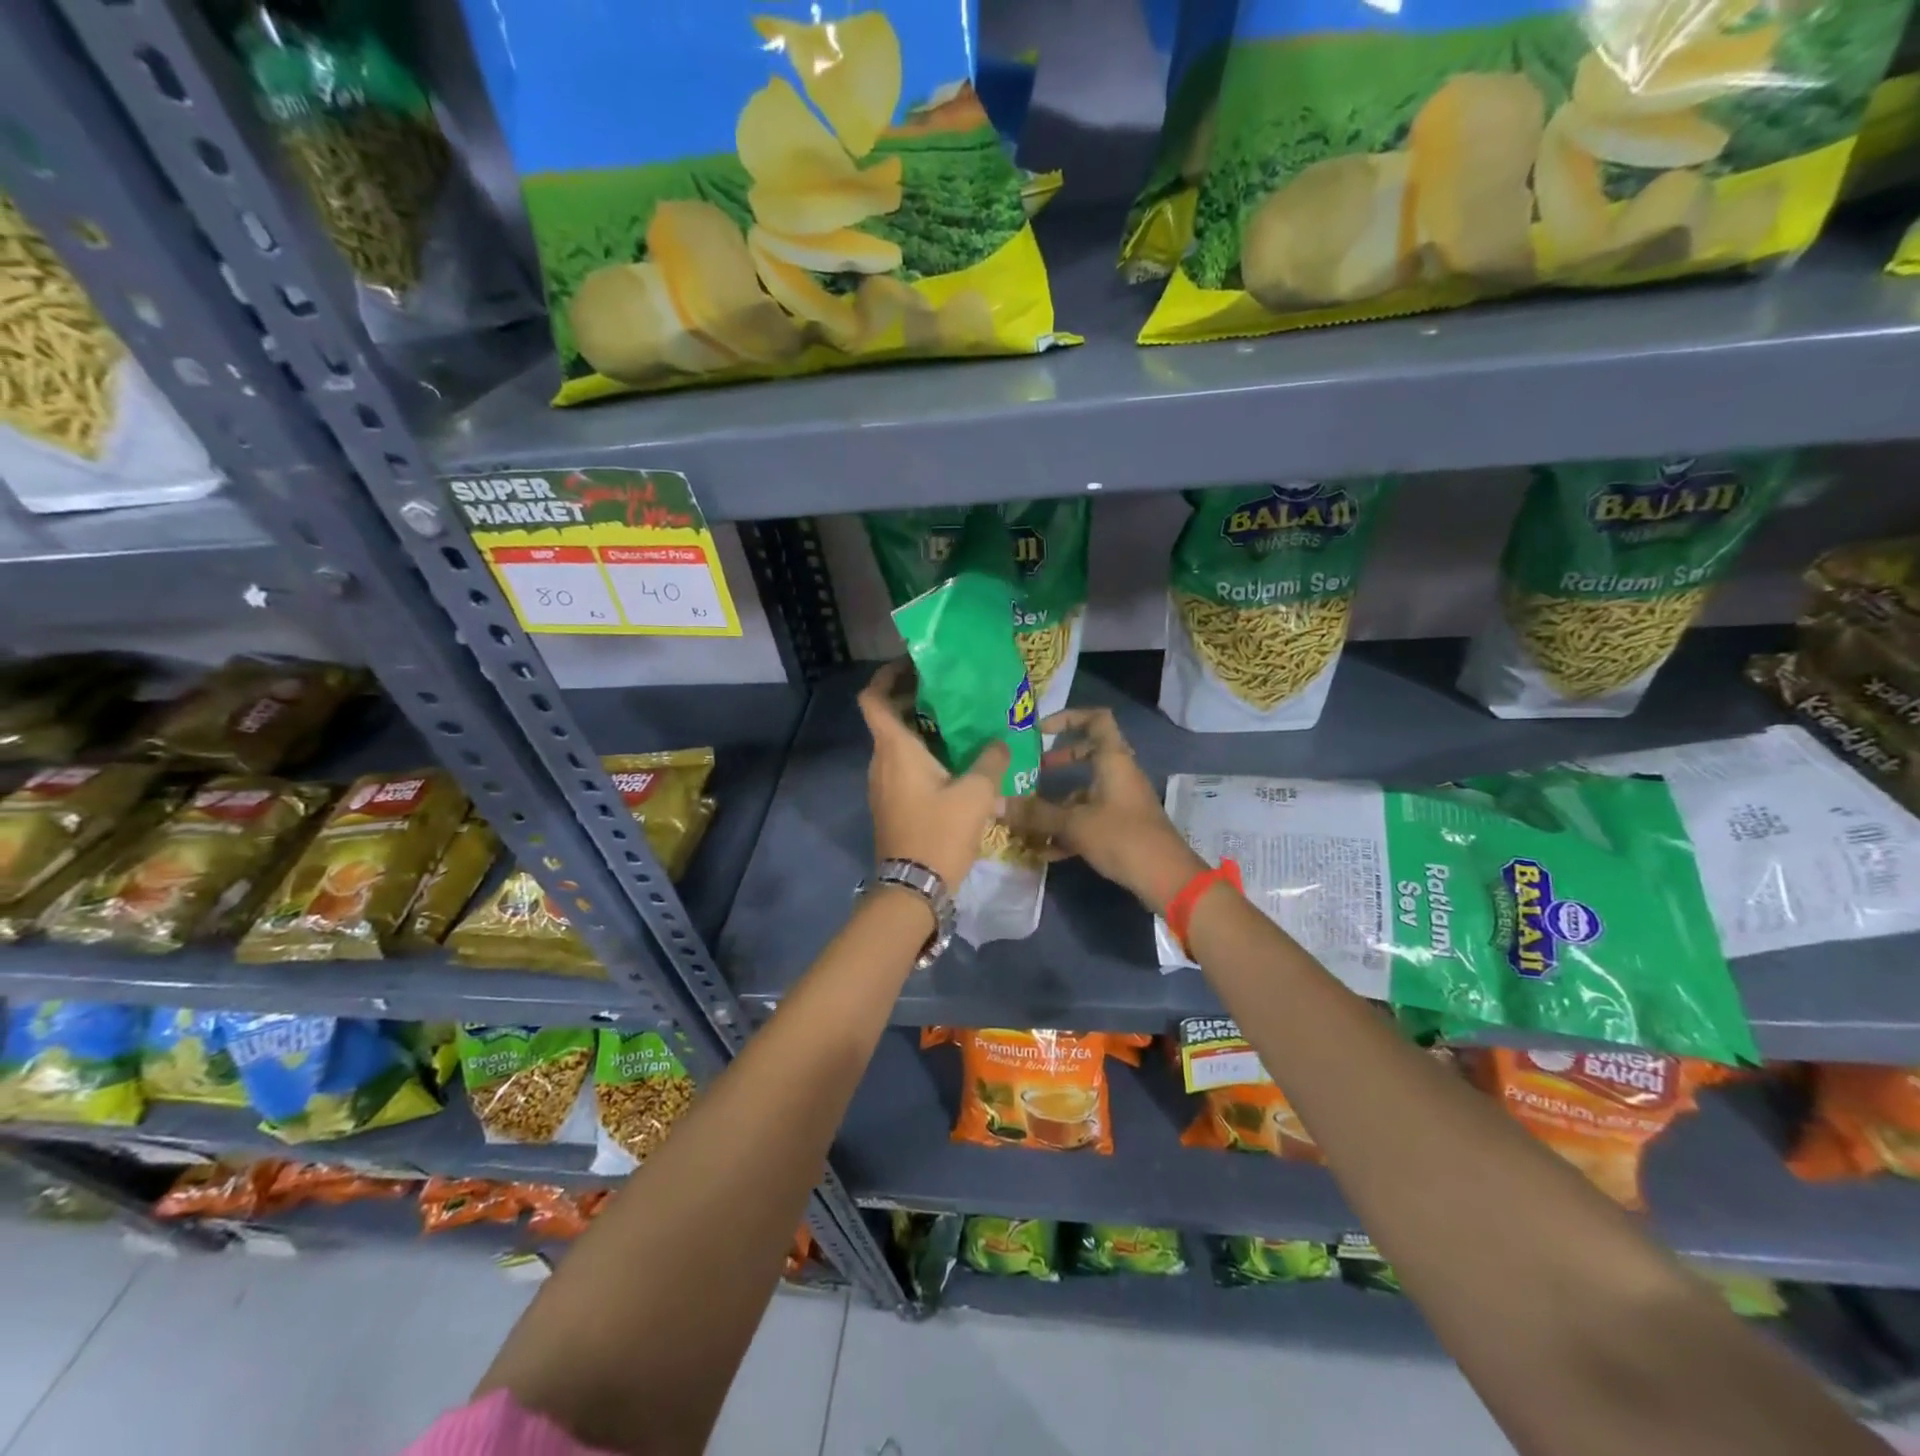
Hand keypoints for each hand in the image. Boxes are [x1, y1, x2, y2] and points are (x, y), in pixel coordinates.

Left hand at [857, 660, 1008, 892]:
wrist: (913, 887)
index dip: (886, 676)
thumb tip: (999, 742)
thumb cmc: (940, 832)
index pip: (873, 698)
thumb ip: (990, 761)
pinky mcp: (889, 804)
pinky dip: (920, 755)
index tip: (911, 665)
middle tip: (949, 693)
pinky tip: (954, 763)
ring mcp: (881, 784)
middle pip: (887, 718)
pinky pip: (901, 766)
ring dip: (920, 730)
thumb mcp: (976, 794)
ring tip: (958, 726)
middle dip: (913, 700)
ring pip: (896, 744)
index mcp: (894, 748)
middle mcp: (880, 761)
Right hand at [1007, 708, 1204, 911]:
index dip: (1068, 717)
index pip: (1096, 719)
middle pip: (1088, 754)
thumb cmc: (1122, 837)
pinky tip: (1044, 850)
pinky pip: (1090, 817)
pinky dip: (1068, 828)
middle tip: (1033, 770)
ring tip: (1028, 818)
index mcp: (1113, 760)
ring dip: (1058, 802)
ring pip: (1086, 790)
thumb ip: (1036, 814)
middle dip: (1059, 761)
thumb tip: (997, 803)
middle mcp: (1119, 774)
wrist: (1166, 878)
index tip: (1041, 730)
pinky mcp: (1122, 826)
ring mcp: (1121, 801)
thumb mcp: (1074, 824)